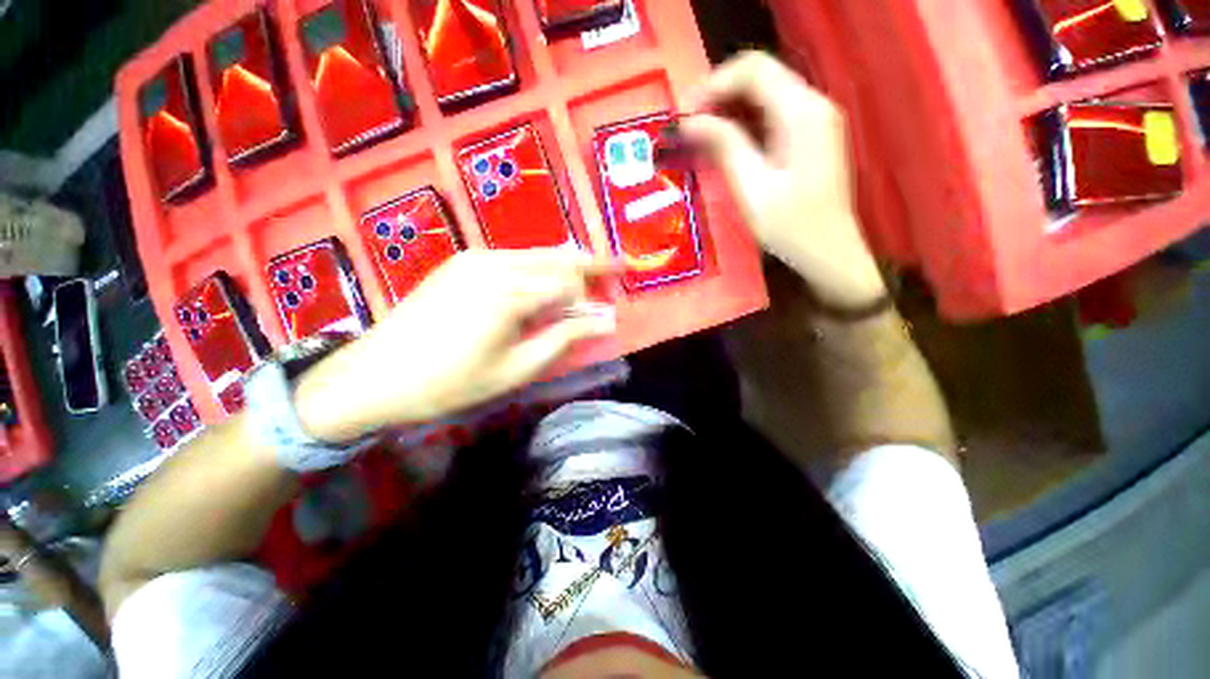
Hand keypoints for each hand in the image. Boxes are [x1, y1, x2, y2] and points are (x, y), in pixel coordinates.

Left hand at [293, 249, 616, 442]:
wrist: (374, 376)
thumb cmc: (451, 382)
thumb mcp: (517, 368)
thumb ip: (565, 337)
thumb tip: (605, 320)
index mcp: (510, 291)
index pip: (571, 281)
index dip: (595, 292)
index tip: (612, 303)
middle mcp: (496, 263)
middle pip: (558, 256)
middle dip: (590, 263)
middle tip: (616, 270)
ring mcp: (475, 257)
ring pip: (537, 254)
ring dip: (565, 266)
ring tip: (586, 282)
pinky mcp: (462, 261)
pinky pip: (515, 259)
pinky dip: (539, 269)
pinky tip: (544, 286)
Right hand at [680, 51, 886, 310]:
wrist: (828, 252)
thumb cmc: (790, 226)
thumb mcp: (752, 188)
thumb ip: (724, 146)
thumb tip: (690, 122)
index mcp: (802, 112)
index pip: (753, 70)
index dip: (713, 85)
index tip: (684, 115)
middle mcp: (813, 104)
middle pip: (760, 76)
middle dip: (718, 95)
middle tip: (688, 126)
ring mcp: (816, 119)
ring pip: (765, 94)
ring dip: (729, 109)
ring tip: (700, 136)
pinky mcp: (811, 135)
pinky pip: (772, 114)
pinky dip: (745, 122)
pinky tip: (725, 143)